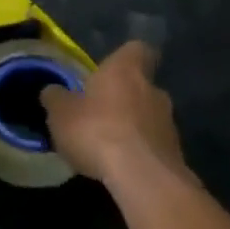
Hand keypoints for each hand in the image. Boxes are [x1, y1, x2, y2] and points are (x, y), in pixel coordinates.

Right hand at [40, 41, 187, 184]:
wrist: (143, 178)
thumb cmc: (97, 131)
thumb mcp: (60, 113)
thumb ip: (56, 98)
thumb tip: (54, 91)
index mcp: (126, 71)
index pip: (136, 50)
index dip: (124, 56)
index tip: (108, 68)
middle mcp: (153, 90)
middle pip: (140, 85)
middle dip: (121, 95)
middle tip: (97, 110)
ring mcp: (169, 123)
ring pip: (147, 115)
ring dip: (130, 124)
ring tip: (105, 142)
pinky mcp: (175, 153)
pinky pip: (152, 143)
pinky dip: (138, 149)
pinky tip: (119, 164)